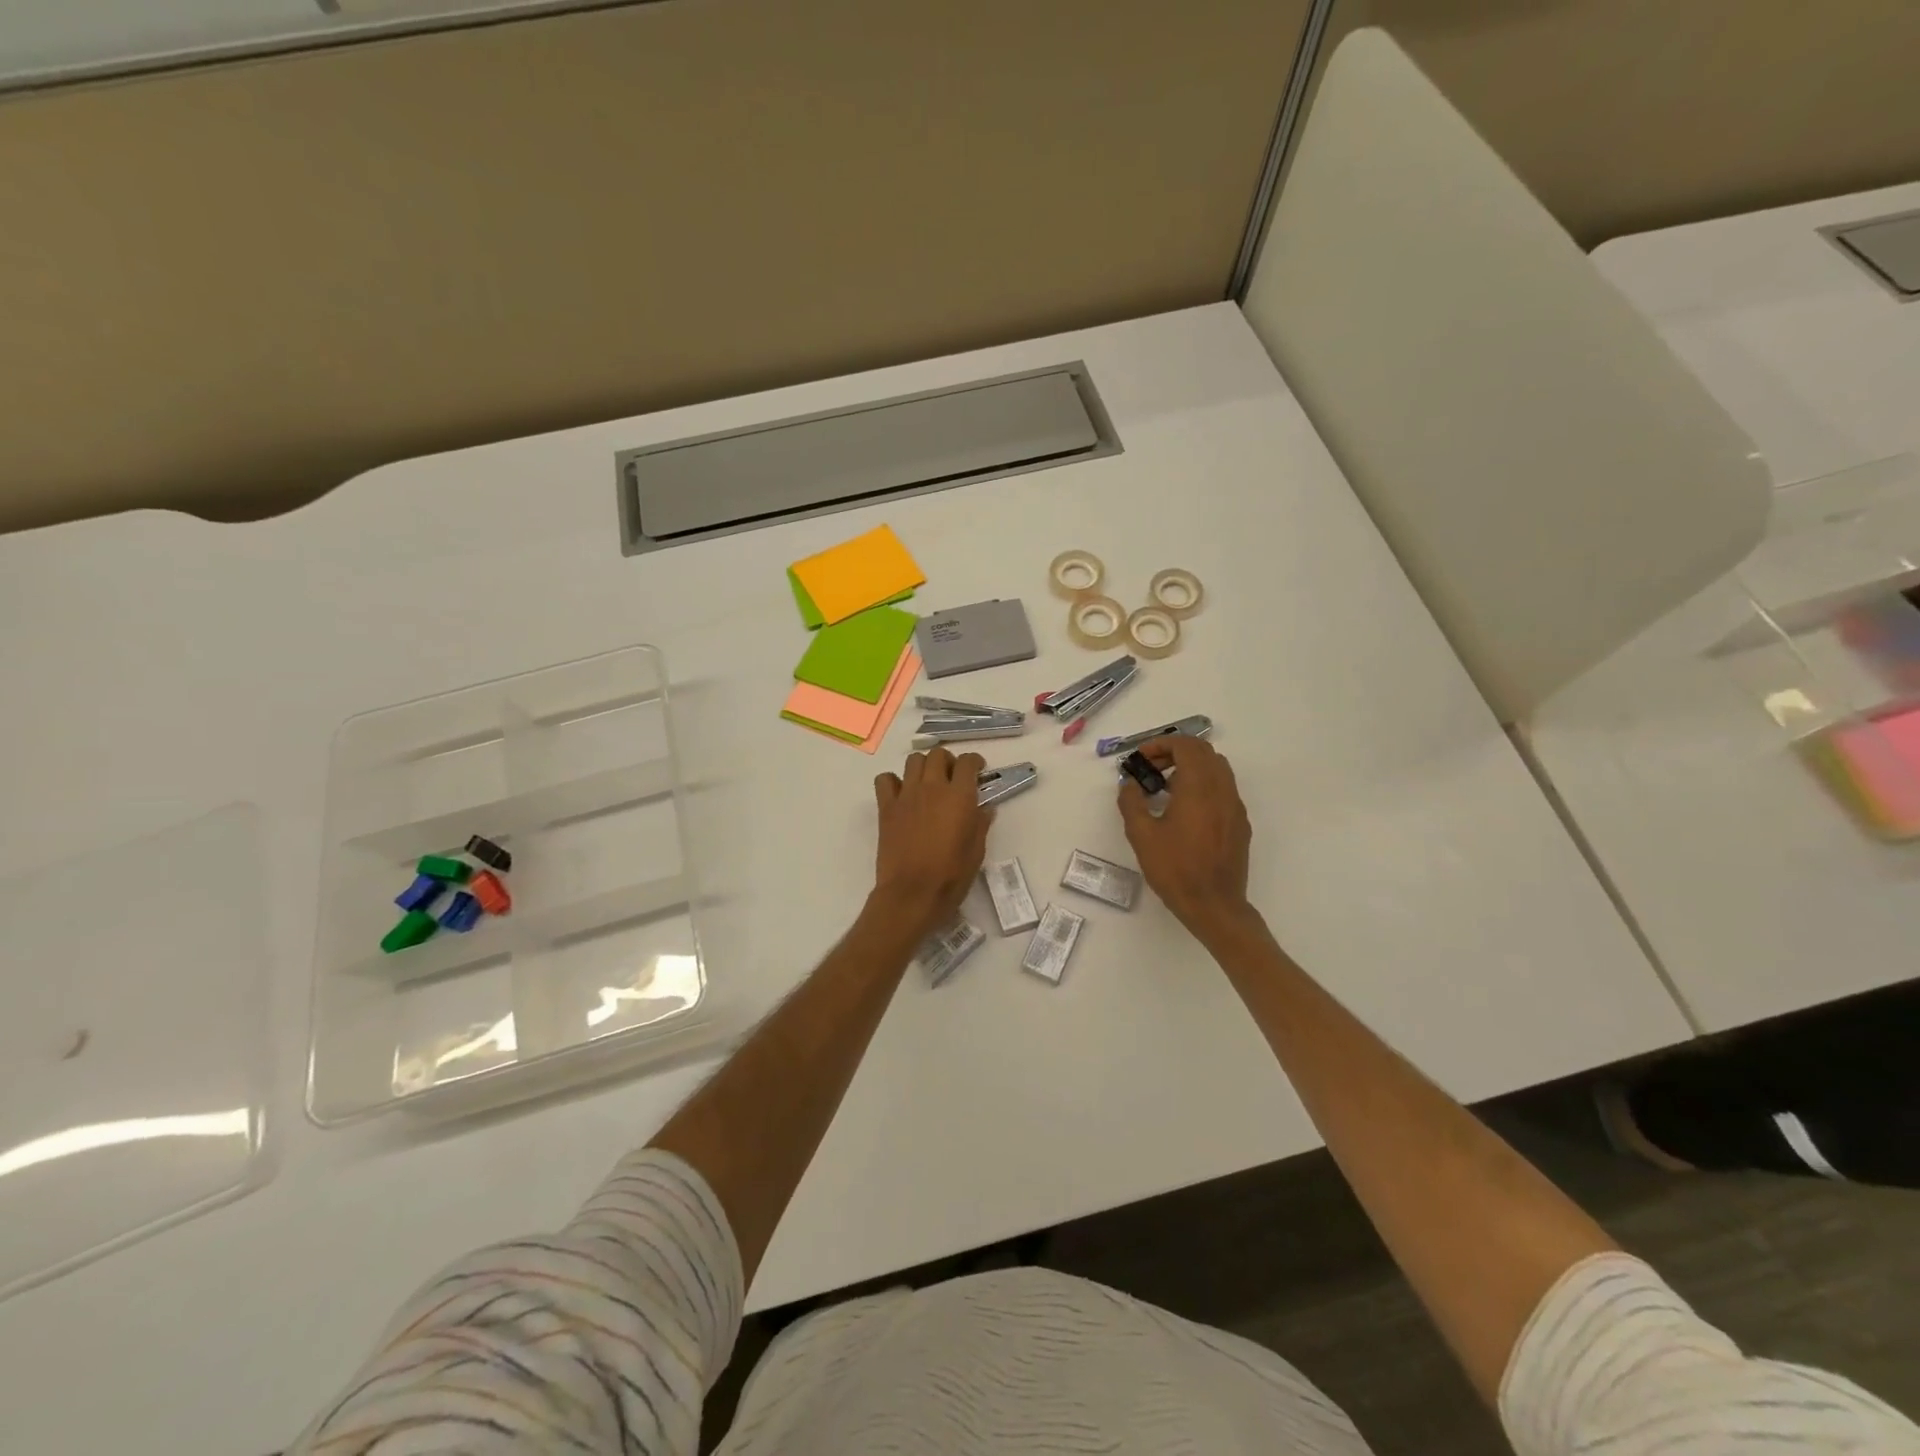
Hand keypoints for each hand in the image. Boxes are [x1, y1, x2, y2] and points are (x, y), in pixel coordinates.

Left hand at [872, 748, 993, 938]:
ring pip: (913, 760)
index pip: (967, 762)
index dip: (974, 762)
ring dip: (923, 766)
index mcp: (959, 796)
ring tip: (928, 783)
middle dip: (948, 761)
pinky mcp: (886, 807)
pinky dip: (893, 781)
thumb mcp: (977, 851)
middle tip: (952, 777)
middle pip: (938, 755)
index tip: (977, 770)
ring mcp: (906, 795)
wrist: (912, 893)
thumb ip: (981, 824)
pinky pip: (885, 780)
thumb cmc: (951, 875)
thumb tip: (985, 808)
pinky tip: (901, 794)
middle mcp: (932, 787)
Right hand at [1117, 737, 1253, 940]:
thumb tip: (1129, 784)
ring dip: (1191, 767)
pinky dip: (1203, 785)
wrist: (1214, 906)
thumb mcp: (1142, 835)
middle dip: (1176, 752)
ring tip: (1165, 786)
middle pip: (1204, 752)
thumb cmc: (1175, 869)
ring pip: (1217, 769)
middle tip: (1150, 768)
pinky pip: (1223, 789)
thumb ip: (1131, 803)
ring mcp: (1235, 807)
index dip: (1162, 744)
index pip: (1186, 746)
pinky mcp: (1240, 823)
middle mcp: (1222, 790)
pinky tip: (1184, 809)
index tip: (1141, 757)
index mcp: (1199, 787)